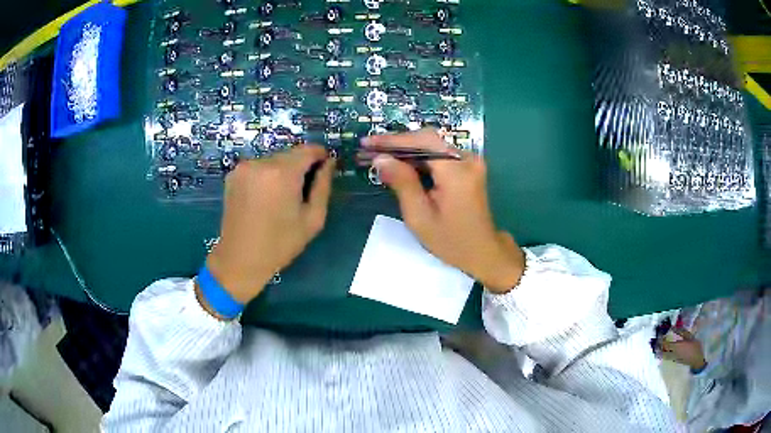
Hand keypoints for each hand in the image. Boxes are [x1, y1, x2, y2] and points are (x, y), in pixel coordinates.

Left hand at [204, 145, 334, 304]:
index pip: (308, 149)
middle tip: (304, 189)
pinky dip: (266, 175)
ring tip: (283, 196)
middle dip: (301, 165)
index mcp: (282, 173)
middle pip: (290, 154)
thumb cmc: (280, 244)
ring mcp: (244, 168)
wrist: (240, 259)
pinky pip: (258, 167)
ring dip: (283, 170)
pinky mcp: (233, 175)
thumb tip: (329, 162)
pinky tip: (265, 197)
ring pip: (274, 159)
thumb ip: (323, 186)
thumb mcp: (313, 219)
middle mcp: (261, 163)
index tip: (326, 167)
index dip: (320, 155)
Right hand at [364, 128, 524, 292]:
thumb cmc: (451, 241)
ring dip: (407, 150)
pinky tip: (402, 165)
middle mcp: (467, 159)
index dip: (393, 140)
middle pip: (428, 140)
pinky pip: (439, 155)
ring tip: (381, 156)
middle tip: (371, 149)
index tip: (368, 143)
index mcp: (457, 172)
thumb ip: (402, 183)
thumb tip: (381, 159)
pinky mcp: (468, 167)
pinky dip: (419, 158)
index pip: (422, 142)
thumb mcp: (420, 216)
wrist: (482, 251)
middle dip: (398, 143)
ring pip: (432, 146)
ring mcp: (470, 161)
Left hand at [661, 328, 706, 369]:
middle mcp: (673, 353)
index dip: (661, 339)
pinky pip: (667, 357)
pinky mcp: (675, 361)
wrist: (697, 360)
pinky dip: (665, 353)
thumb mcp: (690, 337)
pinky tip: (666, 349)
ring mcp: (673, 358)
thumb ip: (681, 332)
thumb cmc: (695, 347)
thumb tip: (673, 328)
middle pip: (662, 351)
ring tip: (661, 344)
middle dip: (659, 345)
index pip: (665, 343)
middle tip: (659, 339)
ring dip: (661, 350)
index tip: (660, 333)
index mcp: (676, 347)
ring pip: (664, 355)